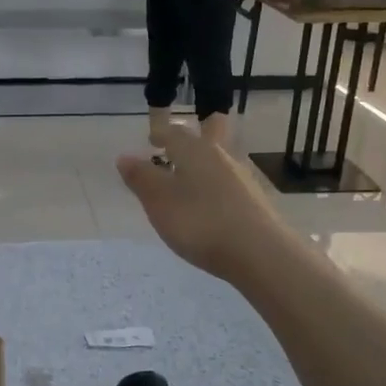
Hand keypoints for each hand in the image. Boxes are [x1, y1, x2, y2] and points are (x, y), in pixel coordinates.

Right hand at [116, 125, 299, 284]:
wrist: (260, 253)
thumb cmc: (200, 222)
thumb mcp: (159, 201)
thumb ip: (141, 178)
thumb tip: (125, 156)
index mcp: (194, 150)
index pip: (174, 132)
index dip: (160, 134)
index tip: (151, 139)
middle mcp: (220, 156)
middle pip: (201, 143)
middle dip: (185, 147)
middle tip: (170, 155)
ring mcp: (241, 179)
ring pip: (215, 164)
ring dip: (199, 170)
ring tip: (183, 186)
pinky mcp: (254, 202)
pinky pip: (226, 187)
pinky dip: (212, 191)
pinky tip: (207, 210)